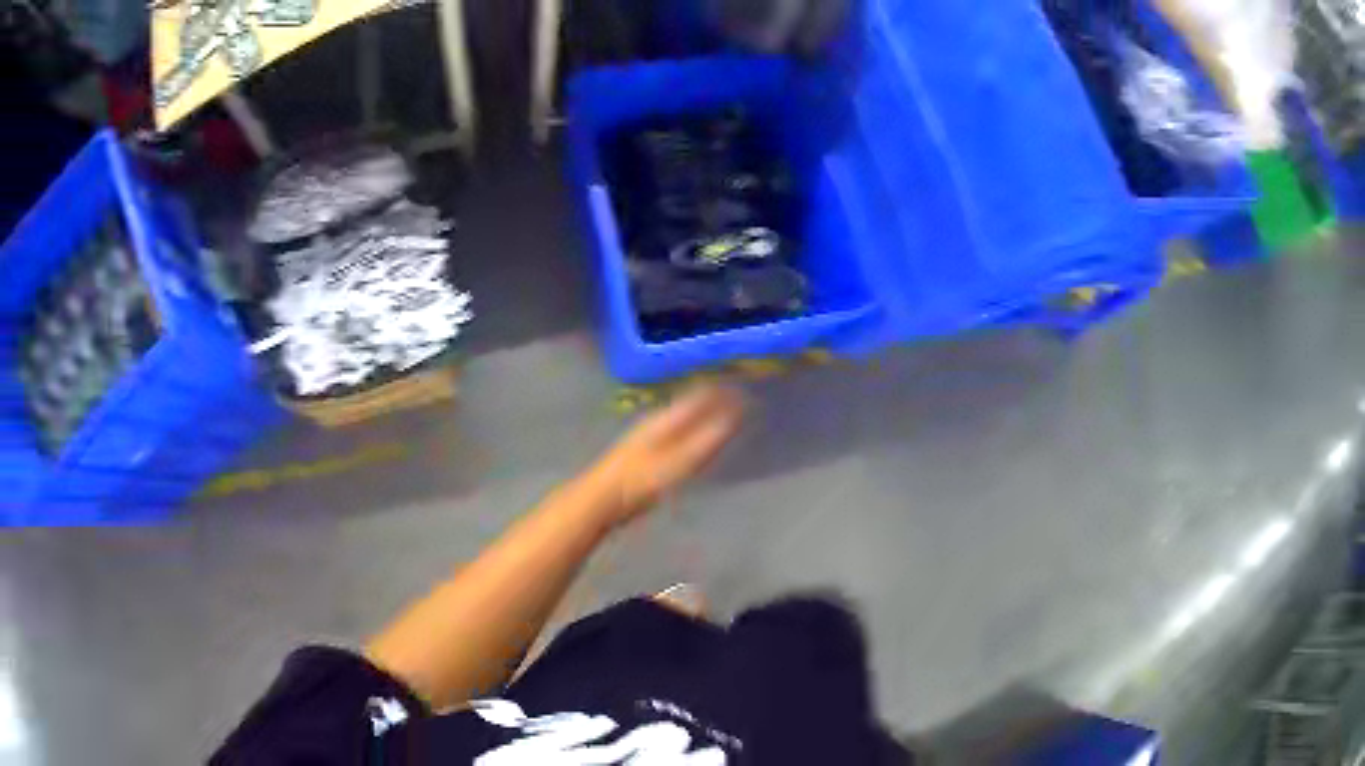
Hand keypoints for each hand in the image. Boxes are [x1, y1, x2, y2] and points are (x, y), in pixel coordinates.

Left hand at [586, 383, 745, 526]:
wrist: (600, 501)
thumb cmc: (639, 481)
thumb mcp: (678, 462)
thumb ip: (707, 440)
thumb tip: (737, 416)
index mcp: (664, 418)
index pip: (699, 396)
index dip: (722, 393)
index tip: (747, 393)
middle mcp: (656, 422)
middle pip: (691, 406)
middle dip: (715, 404)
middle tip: (743, 406)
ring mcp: (648, 438)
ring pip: (683, 422)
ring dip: (704, 420)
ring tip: (727, 423)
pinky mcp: (645, 457)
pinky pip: (677, 438)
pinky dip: (693, 437)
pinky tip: (700, 448)